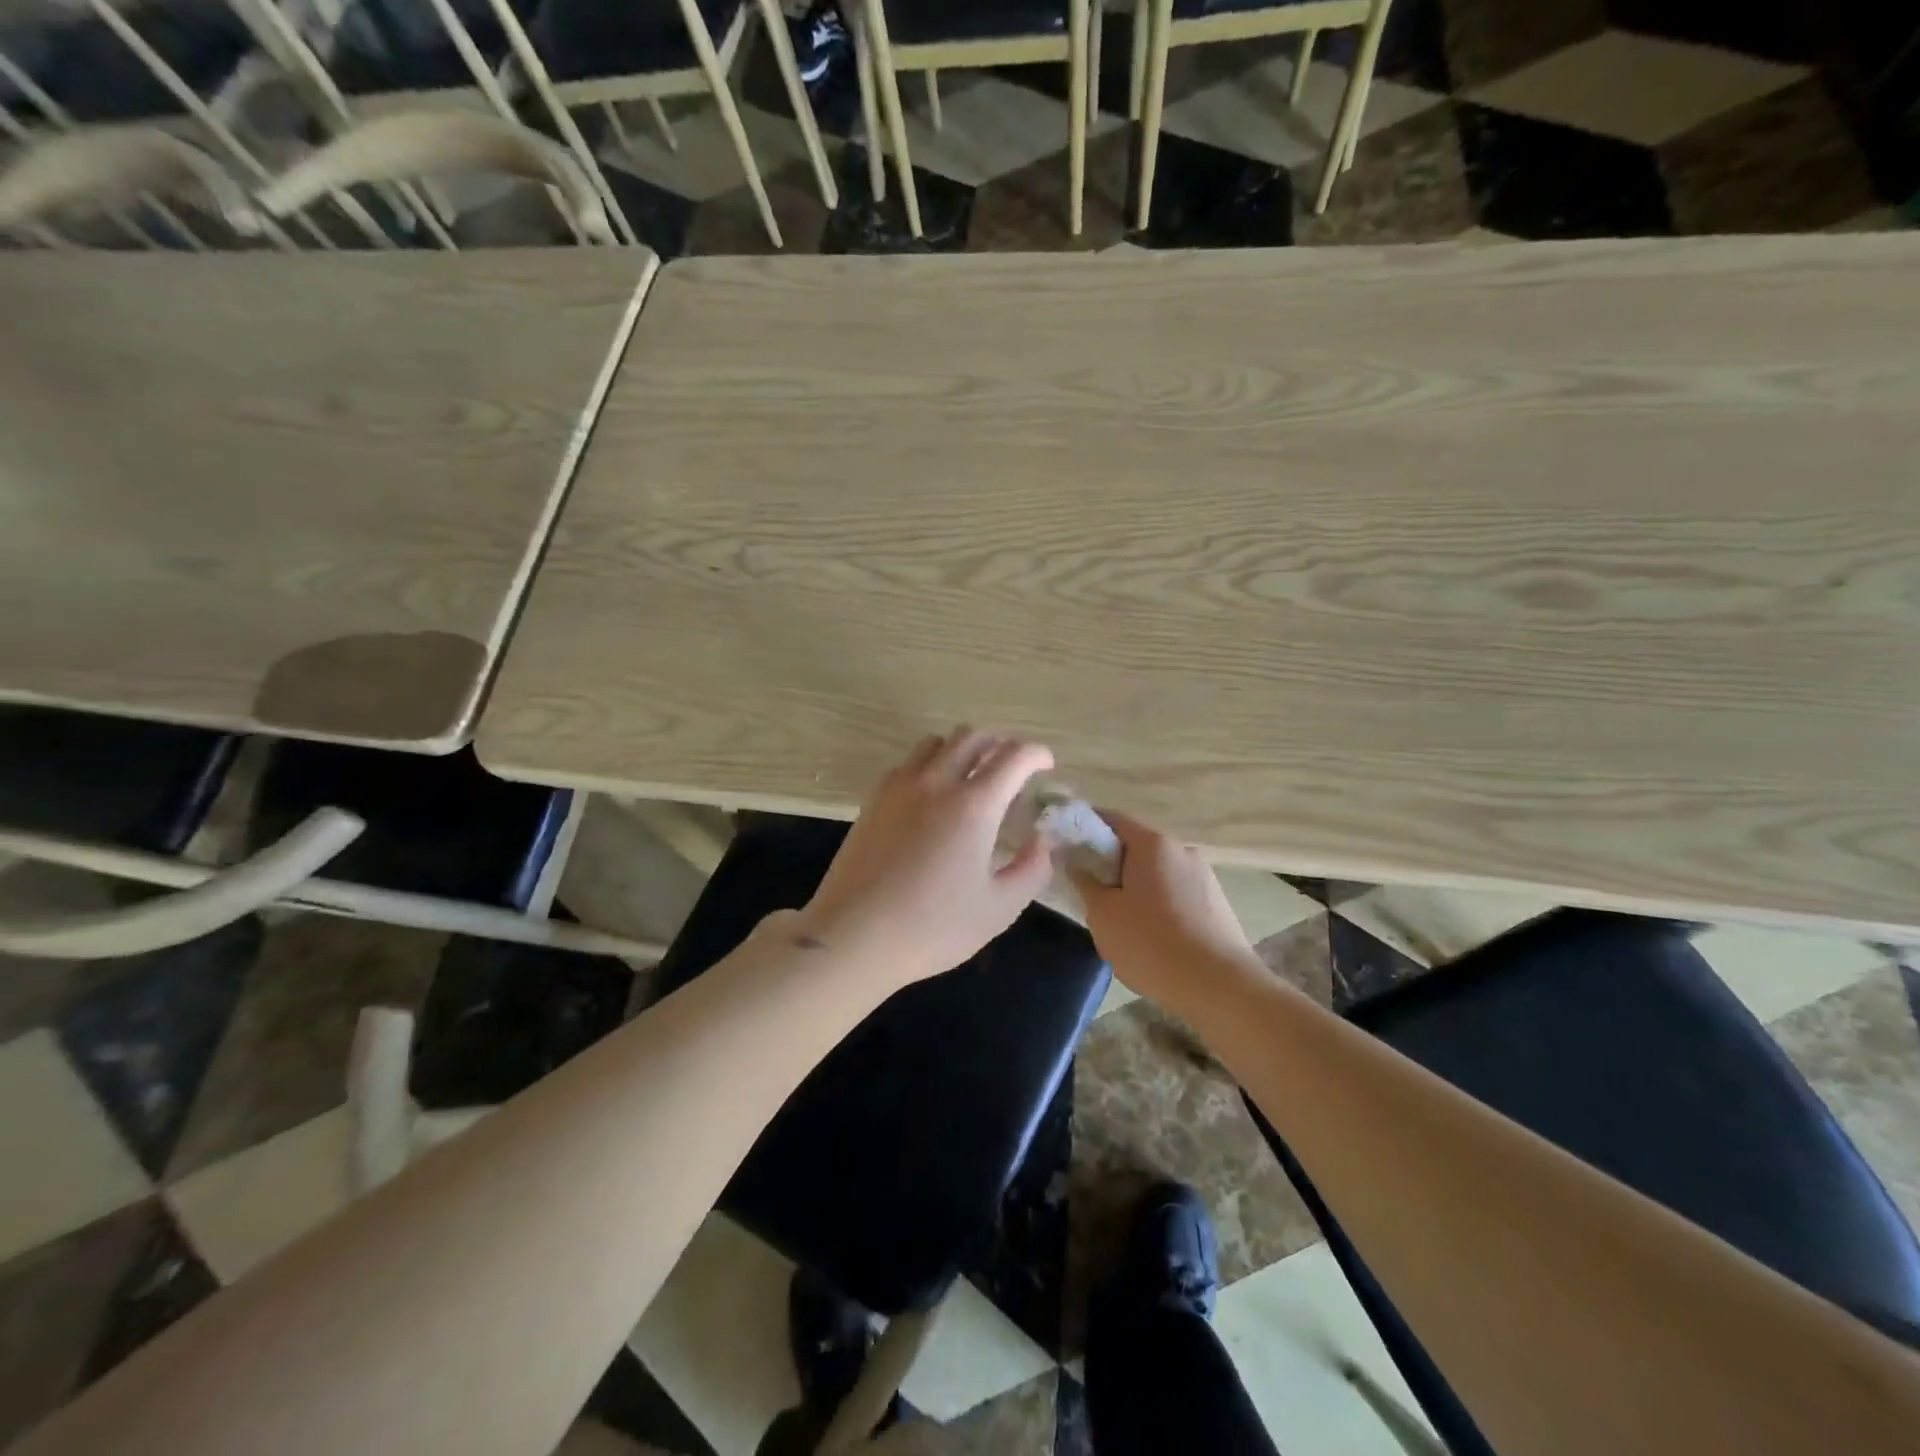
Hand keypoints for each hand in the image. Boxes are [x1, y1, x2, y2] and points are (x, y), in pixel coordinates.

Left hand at [793, 727, 1057, 989]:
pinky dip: (929, 765)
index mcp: (974, 804)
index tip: (1046, 767)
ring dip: (961, 749)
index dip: (1037, 754)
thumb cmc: (933, 927)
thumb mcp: (999, 908)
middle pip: (972, 736)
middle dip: (999, 744)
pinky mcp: (874, 799)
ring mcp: (900, 787)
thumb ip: (1032, 868)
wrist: (853, 935)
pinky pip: (908, 763)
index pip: (1014, 756)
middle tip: (1011, 770)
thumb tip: (1045, 839)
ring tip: (971, 778)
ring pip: (936, 742)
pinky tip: (932, 796)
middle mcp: (937, 782)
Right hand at [1071, 812, 1257, 1007]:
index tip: (1067, 846)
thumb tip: (1075, 862)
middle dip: (1110, 864)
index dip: (1086, 828)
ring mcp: (1204, 877)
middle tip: (1090, 892)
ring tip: (1121, 922)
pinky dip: (1159, 905)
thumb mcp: (1103, 914)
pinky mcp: (1217, 904)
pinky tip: (1151, 937)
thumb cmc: (1151, 943)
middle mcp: (1182, 851)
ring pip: (1157, 873)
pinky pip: (1177, 894)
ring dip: (1136, 887)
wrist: (1219, 987)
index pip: (1112, 820)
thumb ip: (1084, 882)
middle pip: (1137, 847)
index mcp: (1153, 844)